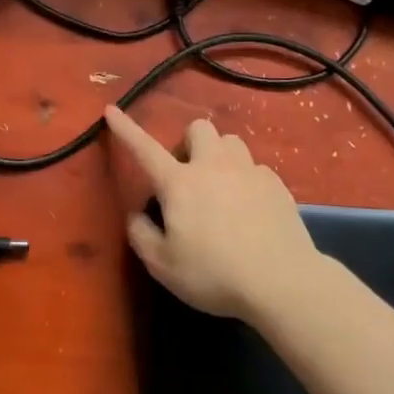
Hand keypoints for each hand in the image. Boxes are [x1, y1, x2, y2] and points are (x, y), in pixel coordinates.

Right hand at [104, 106, 320, 320]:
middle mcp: (213, 166)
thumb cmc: (214, 274)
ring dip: (219, 155)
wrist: (282, 283)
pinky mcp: (277, 185)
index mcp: (179, 183)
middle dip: (189, 142)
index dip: (125, 129)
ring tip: (220, 186)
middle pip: (199, 128)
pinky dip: (246, 179)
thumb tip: (138, 214)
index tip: (111, 110)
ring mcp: (249, 172)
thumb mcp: (162, 265)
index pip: (144, 148)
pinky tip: (249, 207)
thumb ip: (141, 234)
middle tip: (188, 175)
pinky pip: (256, 168)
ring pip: (231, 142)